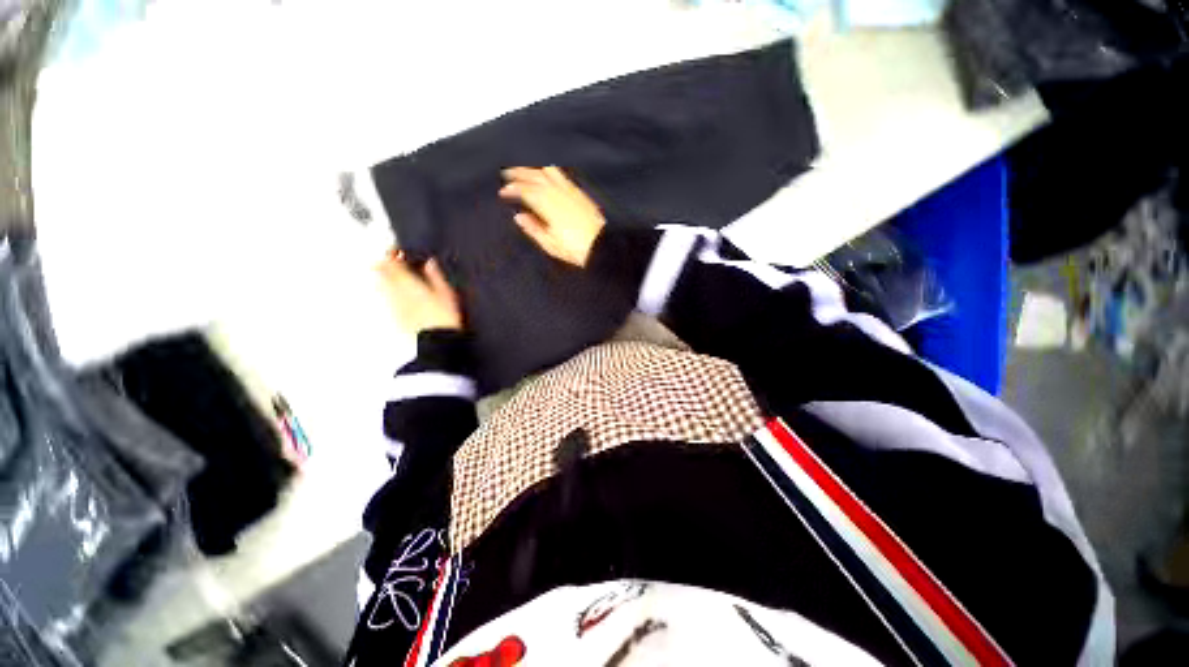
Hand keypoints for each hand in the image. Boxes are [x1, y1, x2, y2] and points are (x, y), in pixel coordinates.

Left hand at [376, 252, 462, 334]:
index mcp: (407, 283)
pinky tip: (401, 293)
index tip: (398, 249)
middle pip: (380, 273)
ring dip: (387, 277)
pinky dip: (390, 291)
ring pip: (381, 285)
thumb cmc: (444, 317)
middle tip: (396, 260)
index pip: (390, 262)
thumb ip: (436, 276)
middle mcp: (394, 292)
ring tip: (399, 276)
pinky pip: (386, 297)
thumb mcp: (447, 294)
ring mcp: (392, 305)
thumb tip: (430, 263)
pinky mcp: (394, 316)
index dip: (391, 253)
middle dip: (385, 264)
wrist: (436, 343)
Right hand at [499, 166, 605, 266]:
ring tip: (526, 171)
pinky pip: (561, 175)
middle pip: (535, 176)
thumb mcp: (551, 244)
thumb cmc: (576, 249)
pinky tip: (548, 175)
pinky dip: (549, 171)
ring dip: (534, 169)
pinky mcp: (580, 193)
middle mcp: (558, 193)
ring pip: (548, 171)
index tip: (503, 192)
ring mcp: (570, 190)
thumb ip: (534, 229)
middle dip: (519, 173)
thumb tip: (519, 217)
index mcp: (548, 205)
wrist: (602, 246)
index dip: (512, 189)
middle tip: (507, 173)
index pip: (526, 190)